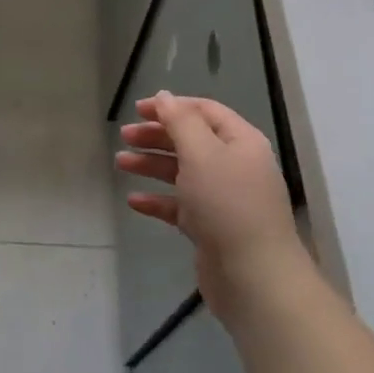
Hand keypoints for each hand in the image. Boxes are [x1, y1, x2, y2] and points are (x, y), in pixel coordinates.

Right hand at [116, 92, 304, 311]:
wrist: (253, 276)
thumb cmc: (227, 204)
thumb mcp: (201, 153)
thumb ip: (180, 121)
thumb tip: (165, 96)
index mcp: (240, 141)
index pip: (205, 111)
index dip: (172, 106)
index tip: (138, 109)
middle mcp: (234, 165)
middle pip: (191, 140)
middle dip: (157, 136)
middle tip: (124, 136)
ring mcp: (223, 198)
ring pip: (182, 172)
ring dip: (151, 165)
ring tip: (120, 163)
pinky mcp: (210, 227)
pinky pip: (180, 206)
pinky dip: (158, 200)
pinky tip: (134, 201)